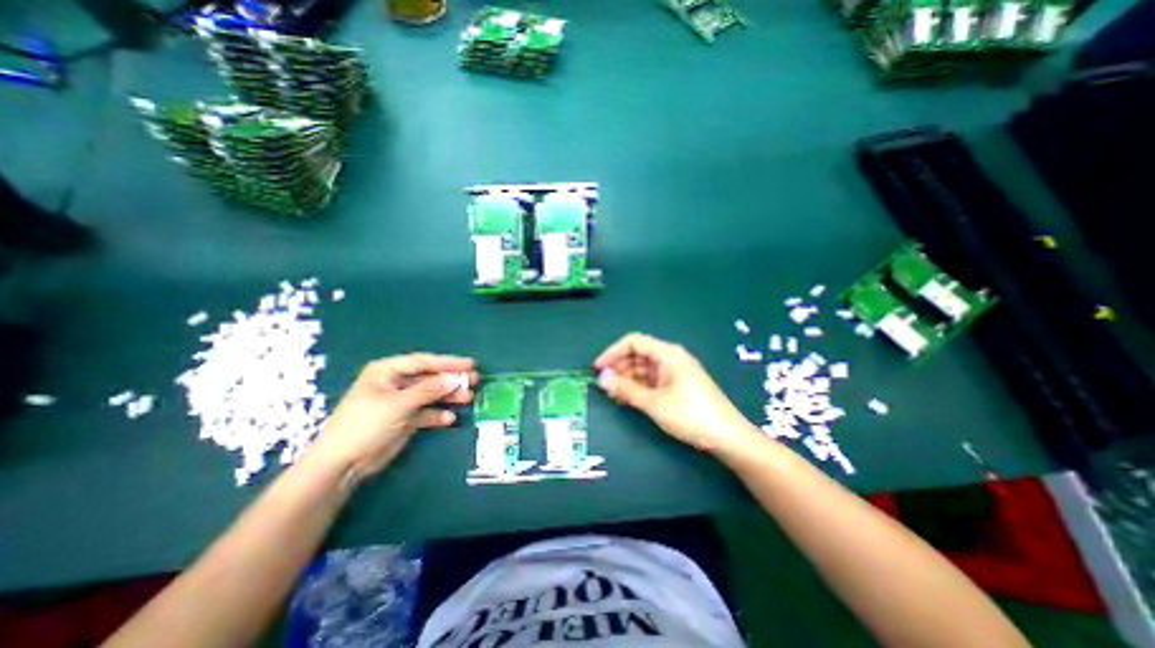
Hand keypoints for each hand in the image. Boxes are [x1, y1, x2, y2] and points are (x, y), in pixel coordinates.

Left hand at [304, 355, 476, 479]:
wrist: (342, 464)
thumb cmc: (365, 425)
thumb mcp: (398, 404)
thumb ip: (428, 390)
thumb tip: (455, 379)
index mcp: (387, 371)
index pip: (423, 362)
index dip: (447, 362)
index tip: (470, 364)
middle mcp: (395, 383)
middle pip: (429, 377)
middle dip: (451, 379)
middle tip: (473, 380)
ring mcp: (401, 401)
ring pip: (430, 394)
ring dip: (448, 396)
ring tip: (468, 397)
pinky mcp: (404, 418)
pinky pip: (426, 412)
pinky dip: (437, 415)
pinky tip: (449, 419)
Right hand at [596, 334, 759, 450]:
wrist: (727, 437)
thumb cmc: (690, 415)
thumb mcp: (654, 403)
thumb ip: (626, 389)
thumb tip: (602, 379)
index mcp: (667, 354)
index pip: (633, 341)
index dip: (613, 352)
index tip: (598, 369)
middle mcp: (670, 358)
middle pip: (638, 354)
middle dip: (619, 367)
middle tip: (604, 386)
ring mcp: (675, 371)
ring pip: (644, 368)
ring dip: (627, 379)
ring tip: (614, 395)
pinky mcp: (678, 384)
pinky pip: (652, 379)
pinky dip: (638, 386)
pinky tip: (628, 399)